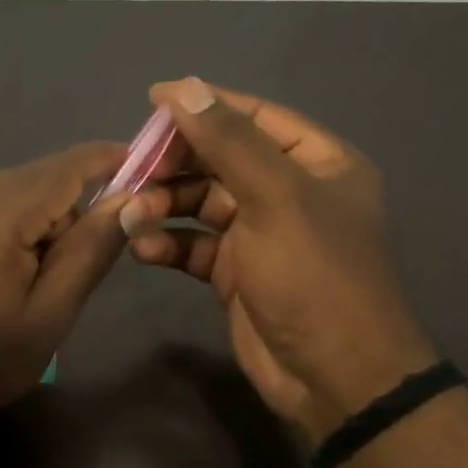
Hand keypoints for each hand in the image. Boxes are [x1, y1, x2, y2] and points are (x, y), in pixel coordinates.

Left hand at [0, 142, 131, 457]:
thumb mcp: (48, 317)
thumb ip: (90, 250)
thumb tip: (130, 197)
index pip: (67, 166)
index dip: (111, 160)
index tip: (149, 169)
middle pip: (38, 180)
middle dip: (68, 212)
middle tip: (66, 275)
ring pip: (9, 192)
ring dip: (34, 223)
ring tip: (22, 285)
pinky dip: (3, 226)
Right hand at [120, 79, 435, 440]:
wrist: (335, 380)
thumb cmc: (315, 276)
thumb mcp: (275, 198)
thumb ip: (229, 141)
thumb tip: (184, 87)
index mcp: (317, 163)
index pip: (254, 117)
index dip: (205, 105)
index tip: (152, 99)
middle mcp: (289, 192)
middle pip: (221, 160)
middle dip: (176, 164)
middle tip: (134, 168)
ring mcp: (261, 234)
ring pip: (201, 202)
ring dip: (164, 204)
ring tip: (132, 214)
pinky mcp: (236, 272)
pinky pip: (194, 244)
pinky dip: (168, 243)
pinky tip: (143, 249)